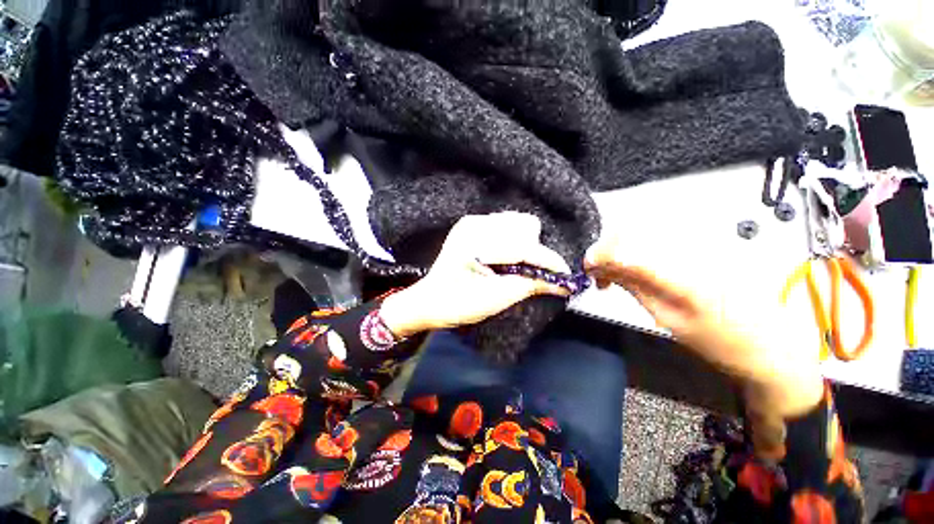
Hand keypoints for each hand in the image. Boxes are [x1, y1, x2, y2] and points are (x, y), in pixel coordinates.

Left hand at [380, 213, 571, 336]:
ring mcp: (472, 221)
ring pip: (516, 222)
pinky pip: (504, 224)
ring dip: (524, 243)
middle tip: (529, 272)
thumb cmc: (458, 304)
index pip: (524, 246)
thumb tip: (562, 284)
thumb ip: (530, 285)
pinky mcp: (471, 223)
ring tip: (514, 264)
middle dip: (534, 250)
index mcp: (476, 245)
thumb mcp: (496, 299)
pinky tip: (503, 256)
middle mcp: (475, 225)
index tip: (565, 275)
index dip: (549, 261)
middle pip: (525, 225)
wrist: (429, 300)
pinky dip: (512, 239)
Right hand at [585, 235, 823, 417]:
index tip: (587, 268)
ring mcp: (701, 243)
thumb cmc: (720, 343)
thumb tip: (603, 269)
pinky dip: (638, 249)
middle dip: (605, 250)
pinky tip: (638, 268)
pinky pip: (658, 238)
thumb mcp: (668, 319)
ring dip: (620, 250)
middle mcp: (691, 249)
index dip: (599, 255)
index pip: (626, 250)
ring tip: (616, 274)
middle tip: (598, 274)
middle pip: (631, 233)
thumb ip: (635, 287)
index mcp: (683, 276)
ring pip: (642, 233)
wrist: (772, 345)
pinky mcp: (705, 244)